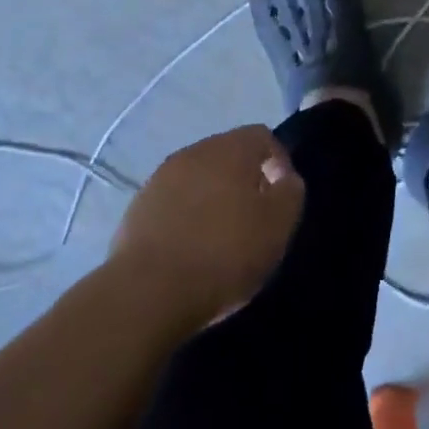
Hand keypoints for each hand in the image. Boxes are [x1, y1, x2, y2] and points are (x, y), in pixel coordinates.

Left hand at [110, 125, 303, 330]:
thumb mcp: (277, 227)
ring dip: (213, 198)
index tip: (282, 200)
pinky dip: (186, 216)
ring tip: (220, 238)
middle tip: (254, 219)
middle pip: (229, 155)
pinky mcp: (138, 206)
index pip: (262, 137)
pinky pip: (174, 202)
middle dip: (245, 180)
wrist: (147, 291)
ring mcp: (161, 177)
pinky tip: (189, 249)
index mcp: (230, 148)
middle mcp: (195, 151)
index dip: (278, 162)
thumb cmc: (223, 254)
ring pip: (199, 177)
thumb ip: (290, 193)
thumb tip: (286, 178)